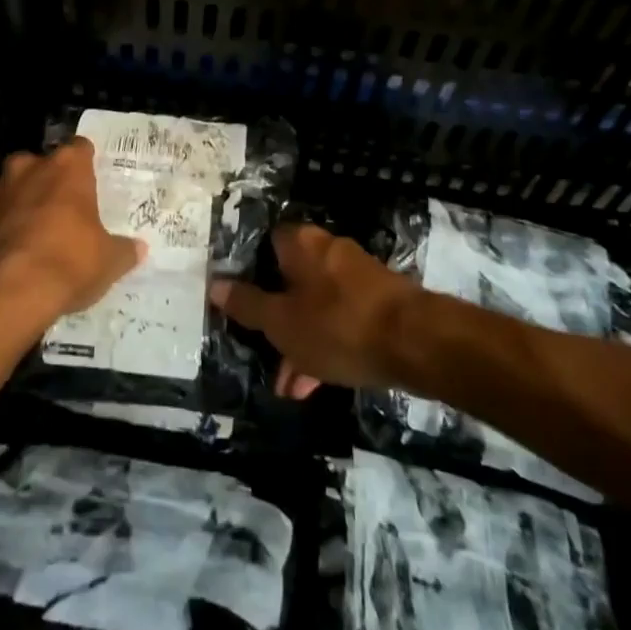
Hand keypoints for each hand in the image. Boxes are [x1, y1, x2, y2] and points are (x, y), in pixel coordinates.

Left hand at [0, 139, 144, 328]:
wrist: (0, 293)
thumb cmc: (66, 264)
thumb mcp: (107, 262)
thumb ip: (122, 251)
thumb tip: (137, 249)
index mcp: (67, 169)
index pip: (80, 148)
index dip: (84, 163)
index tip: (88, 179)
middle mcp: (27, 169)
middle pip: (38, 164)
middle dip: (45, 182)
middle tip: (56, 212)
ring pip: (5, 189)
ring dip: (14, 204)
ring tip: (23, 236)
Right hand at [209, 222, 421, 396]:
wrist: (416, 342)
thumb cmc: (337, 325)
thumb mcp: (281, 322)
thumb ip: (247, 305)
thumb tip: (214, 284)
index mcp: (301, 243)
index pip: (267, 243)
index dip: (251, 271)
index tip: (240, 301)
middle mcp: (329, 250)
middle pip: (291, 279)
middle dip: (276, 320)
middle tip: (264, 353)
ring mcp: (357, 276)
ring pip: (316, 305)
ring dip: (300, 341)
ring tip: (289, 386)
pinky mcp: (379, 303)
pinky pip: (341, 320)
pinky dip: (327, 345)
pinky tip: (317, 384)